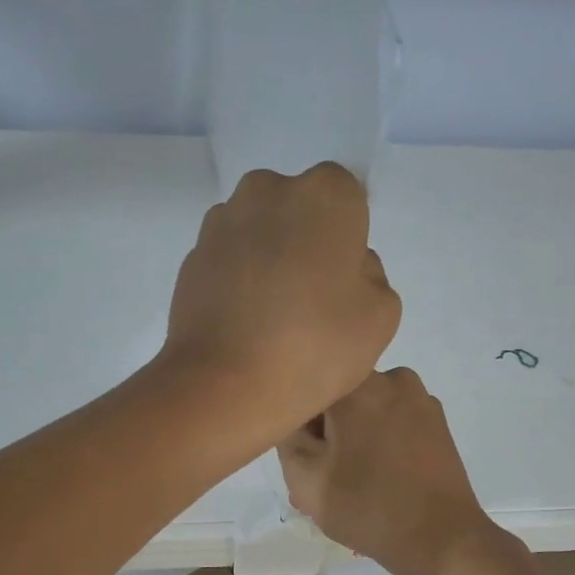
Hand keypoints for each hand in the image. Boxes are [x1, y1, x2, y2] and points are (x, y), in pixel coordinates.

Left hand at [161, 164, 399, 446]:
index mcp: (324, 194)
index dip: (349, 241)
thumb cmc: (315, 346)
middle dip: (308, 242)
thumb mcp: (381, 316)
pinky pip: (232, 258)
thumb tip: (347, 266)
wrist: (224, 386)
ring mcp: (223, 220)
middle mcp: (269, 189)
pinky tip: (246, 323)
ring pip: (263, 231)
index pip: (348, 199)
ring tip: (274, 316)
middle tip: (312, 300)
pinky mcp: (193, 254)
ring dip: (272, 258)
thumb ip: (372, 275)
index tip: (343, 283)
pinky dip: (241, 278)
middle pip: (301, 209)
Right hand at [279, 367, 505, 574]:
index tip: (304, 457)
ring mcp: (421, 399)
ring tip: (353, 479)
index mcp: (357, 385)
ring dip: (354, 436)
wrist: (440, 539)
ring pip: (368, 409)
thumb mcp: (304, 478)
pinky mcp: (438, 423)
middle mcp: (392, 379)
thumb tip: (295, 419)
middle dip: (328, 430)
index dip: (299, 424)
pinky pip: (394, 421)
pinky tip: (381, 477)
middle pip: (340, 396)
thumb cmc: (366, 507)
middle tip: (324, 475)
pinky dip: (381, 441)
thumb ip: (287, 437)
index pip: (308, 389)